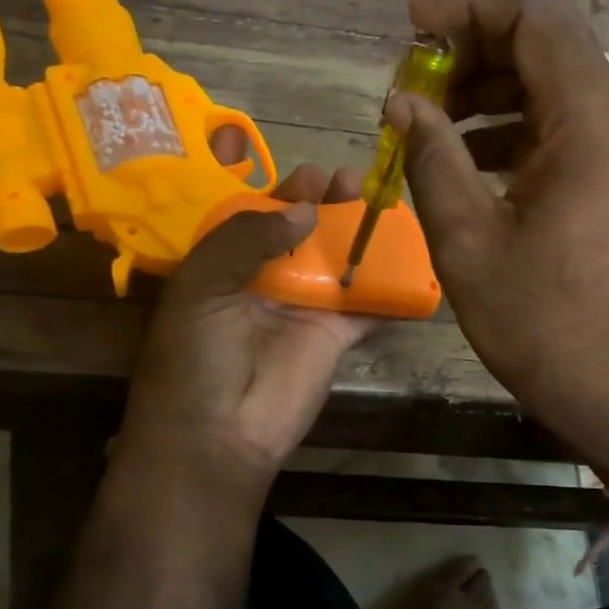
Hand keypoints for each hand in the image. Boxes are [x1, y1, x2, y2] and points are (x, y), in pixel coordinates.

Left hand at [115, 164, 372, 501]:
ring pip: (336, 261)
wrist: (217, 436)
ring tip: (379, 202)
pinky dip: (389, 287)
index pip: (252, 215)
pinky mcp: (334, 336)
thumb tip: (305, 209)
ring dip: (357, 233)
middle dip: (323, 203)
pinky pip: (366, 305)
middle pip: (300, 232)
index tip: (308, 172)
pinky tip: (411, 256)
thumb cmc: (196, 356)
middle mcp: (264, 281)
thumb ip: (246, 237)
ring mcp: (302, 308)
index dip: (278, 191)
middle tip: (347, 179)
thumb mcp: (202, 286)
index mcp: (222, 265)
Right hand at [390, 0, 608, 476]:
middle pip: (544, 39)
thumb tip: (402, 101)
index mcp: (589, 122)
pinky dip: (506, 125)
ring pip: (548, 80)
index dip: (468, 4)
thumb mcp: (468, 240)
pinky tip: (461, 158)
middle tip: (412, 84)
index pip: (536, 14)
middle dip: (470, 46)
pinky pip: (555, 124)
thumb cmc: (542, 321)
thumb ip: (432, 157)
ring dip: (485, 86)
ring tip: (426, 122)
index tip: (411, 27)